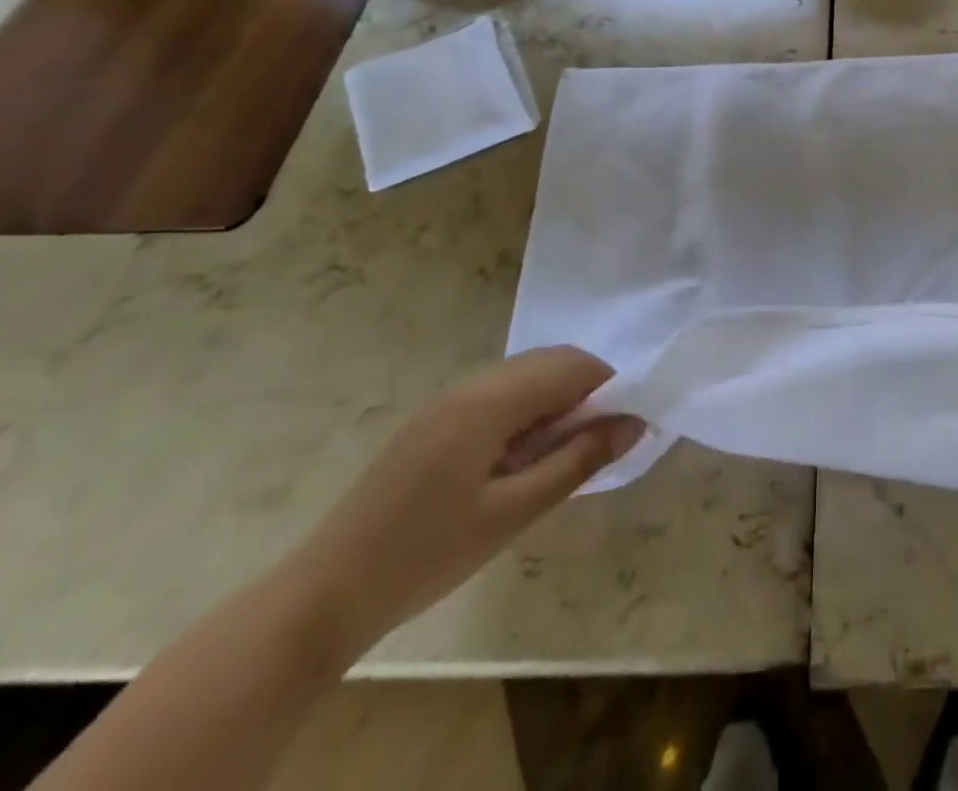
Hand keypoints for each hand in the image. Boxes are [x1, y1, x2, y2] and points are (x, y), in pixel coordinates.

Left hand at [284, 348, 643, 654]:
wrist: (324, 595)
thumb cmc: (427, 555)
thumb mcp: (513, 513)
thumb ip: (578, 461)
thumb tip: (634, 424)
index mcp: (489, 401)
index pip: (571, 366)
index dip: (609, 386)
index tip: (628, 424)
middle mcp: (469, 385)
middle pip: (548, 361)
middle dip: (586, 389)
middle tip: (600, 440)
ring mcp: (446, 401)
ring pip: (524, 375)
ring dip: (557, 399)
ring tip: (564, 452)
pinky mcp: (432, 421)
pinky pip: (497, 394)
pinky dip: (527, 410)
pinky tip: (523, 457)